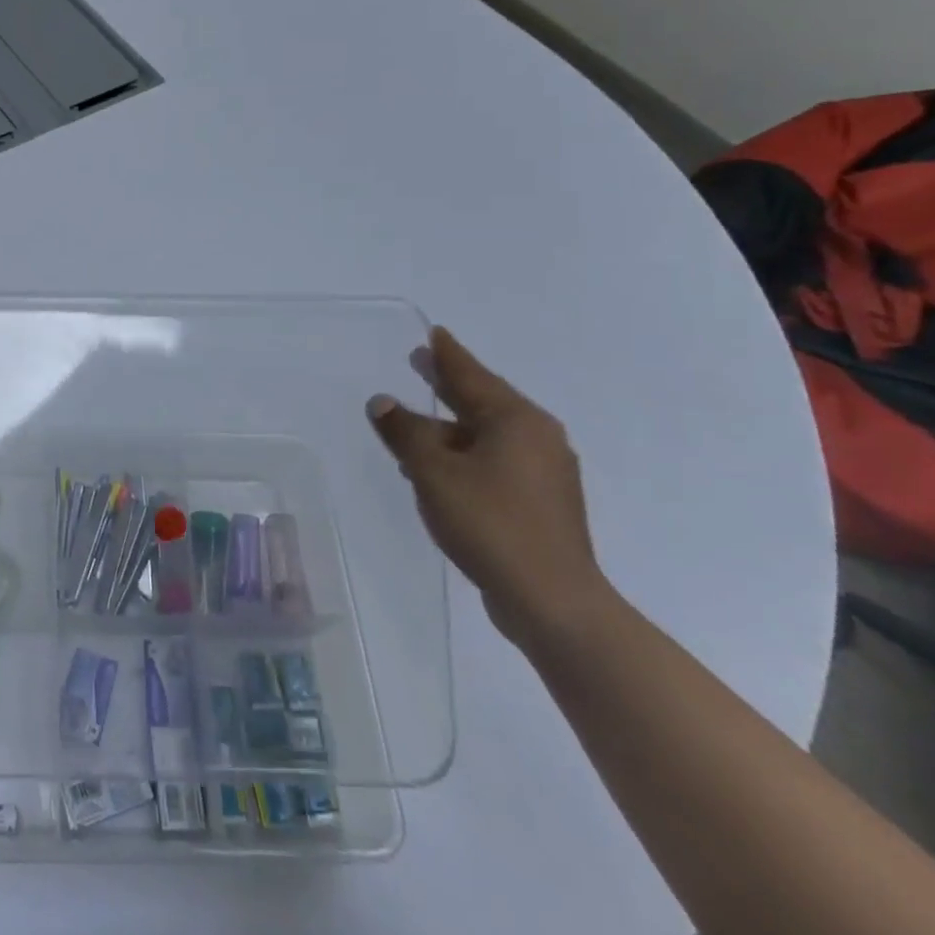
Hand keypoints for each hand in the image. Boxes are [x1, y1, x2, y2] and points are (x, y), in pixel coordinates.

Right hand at [368, 327, 607, 646]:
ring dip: (450, 428)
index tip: (433, 334)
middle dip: (449, 385)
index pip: (473, 375)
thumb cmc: (490, 523)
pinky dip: (464, 456)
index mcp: (517, 420)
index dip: (447, 355)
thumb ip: (405, 432)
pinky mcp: (541, 503)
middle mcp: (538, 438)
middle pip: (483, 401)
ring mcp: (544, 472)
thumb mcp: (434, 472)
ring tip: (415, 424)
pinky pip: (495, 462)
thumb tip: (383, 402)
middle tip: (421, 363)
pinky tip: (439, 469)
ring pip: (487, 436)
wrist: (551, 600)